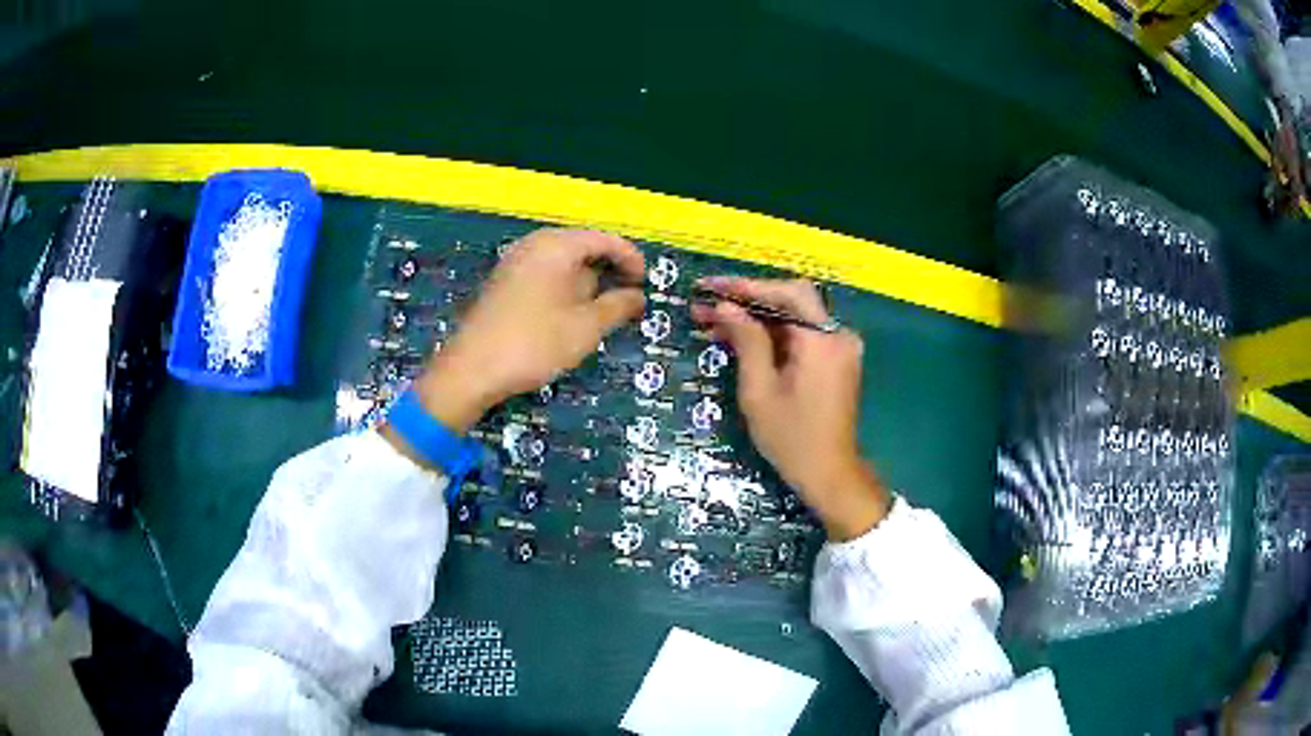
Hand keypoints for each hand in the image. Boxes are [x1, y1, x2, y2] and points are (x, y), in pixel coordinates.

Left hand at [404, 229, 645, 433]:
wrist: (471, 370)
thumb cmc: (534, 344)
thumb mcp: (586, 328)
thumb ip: (618, 307)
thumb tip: (638, 296)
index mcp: (556, 246)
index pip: (605, 239)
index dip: (631, 259)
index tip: (645, 285)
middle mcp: (534, 245)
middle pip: (583, 247)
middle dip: (608, 272)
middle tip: (626, 302)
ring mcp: (515, 262)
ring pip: (563, 264)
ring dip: (586, 284)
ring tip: (600, 314)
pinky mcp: (505, 282)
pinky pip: (545, 275)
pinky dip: (564, 289)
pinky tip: (569, 317)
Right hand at [692, 278, 888, 540]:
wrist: (829, 474)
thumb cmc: (791, 438)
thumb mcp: (759, 390)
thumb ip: (746, 341)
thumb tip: (726, 307)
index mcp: (823, 340)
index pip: (786, 293)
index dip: (746, 287)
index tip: (710, 287)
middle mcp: (838, 335)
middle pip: (791, 301)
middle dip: (747, 300)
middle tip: (707, 305)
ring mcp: (840, 348)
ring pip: (794, 318)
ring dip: (756, 318)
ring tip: (713, 322)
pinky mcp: (835, 361)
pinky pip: (801, 336)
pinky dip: (772, 335)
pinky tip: (740, 339)